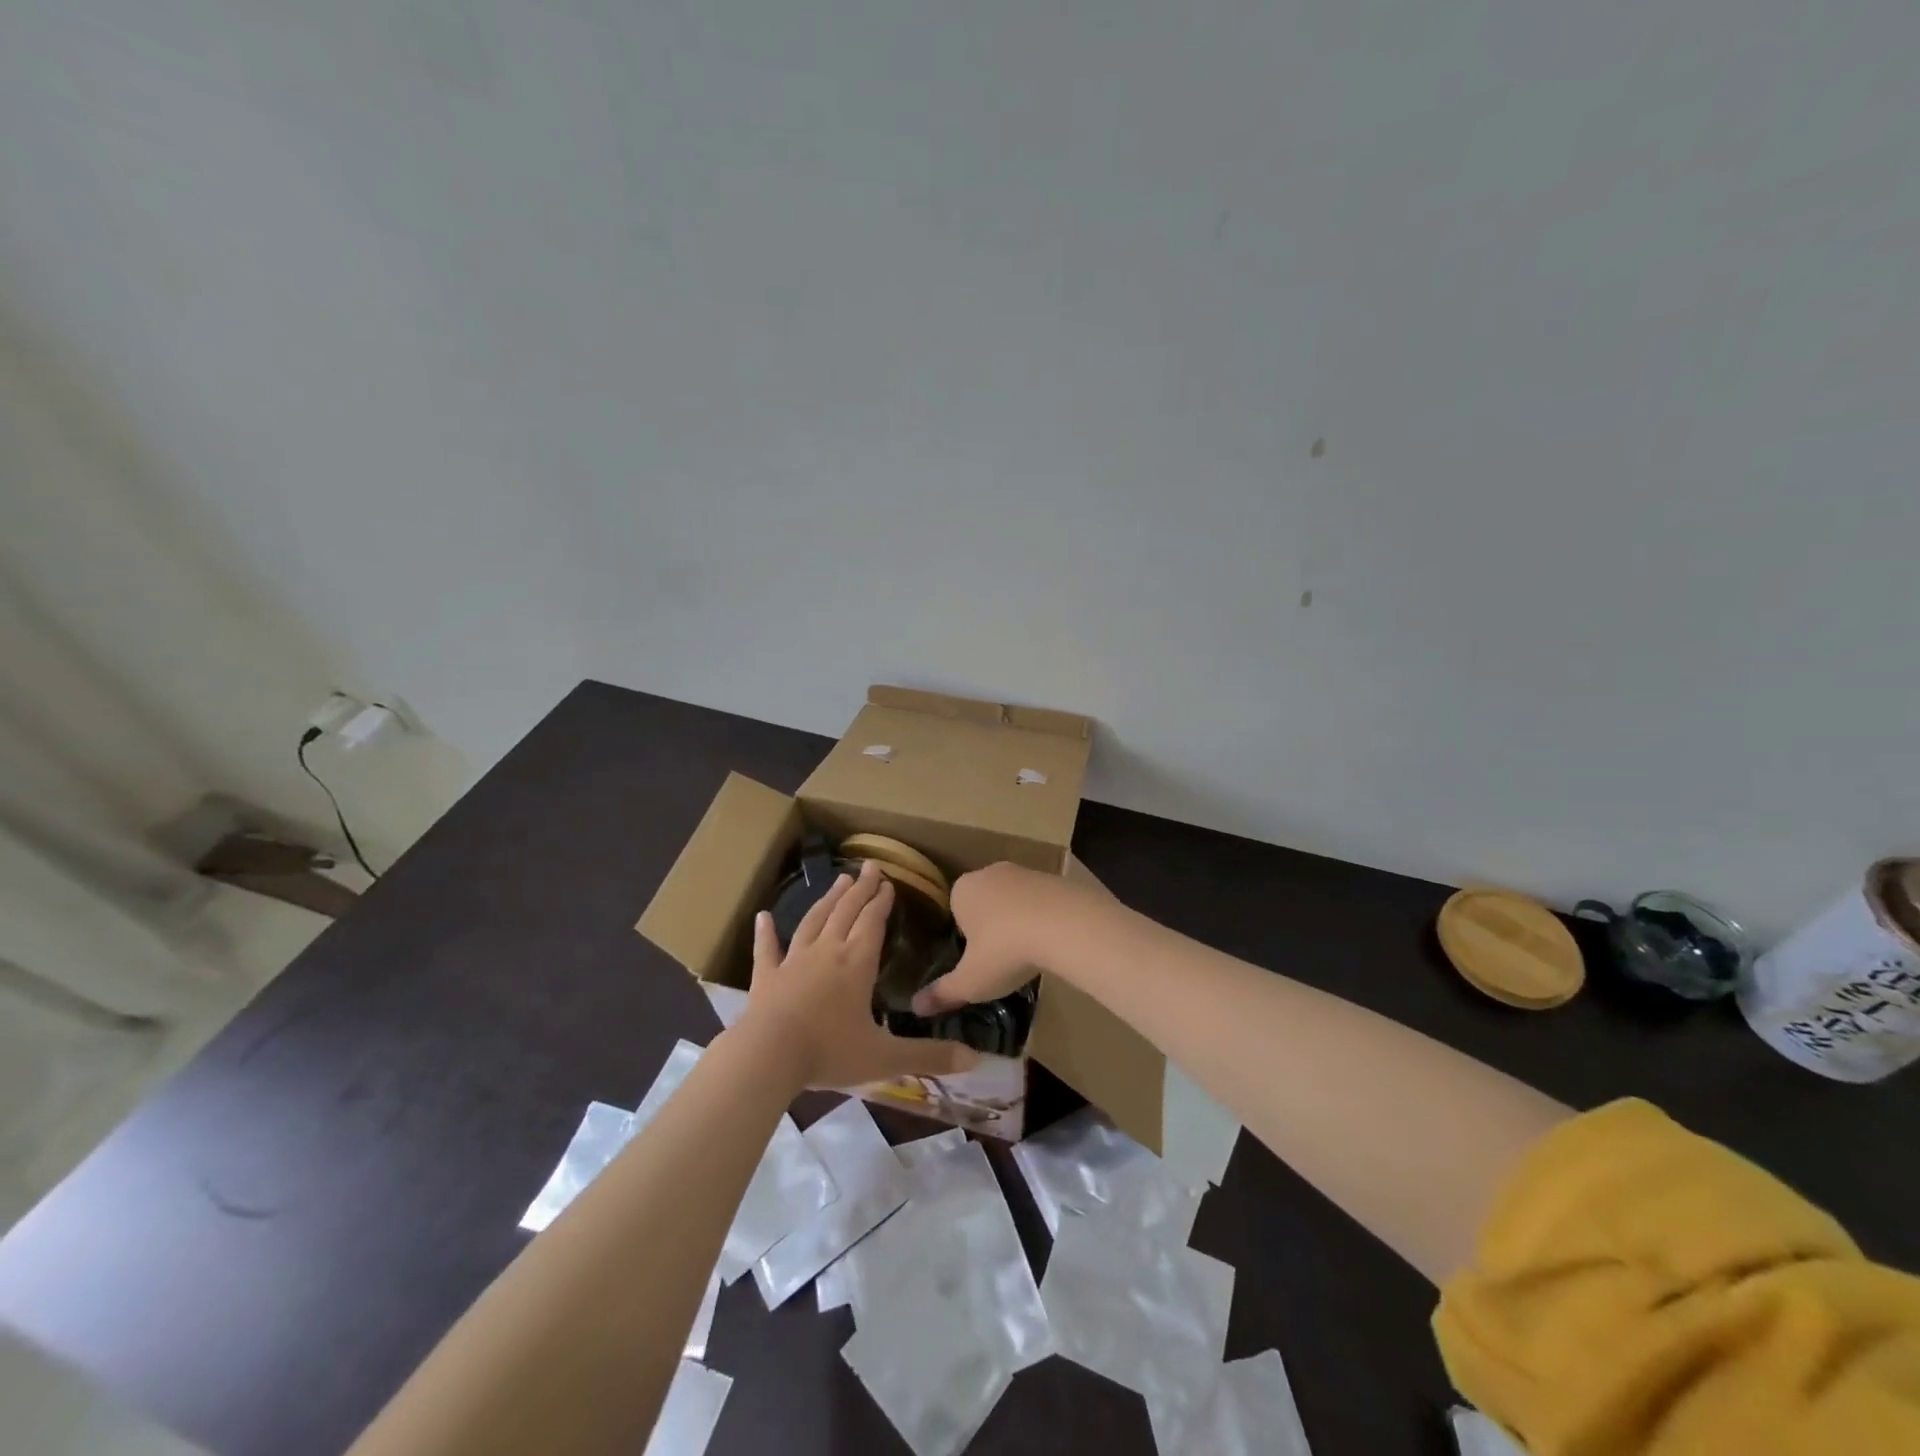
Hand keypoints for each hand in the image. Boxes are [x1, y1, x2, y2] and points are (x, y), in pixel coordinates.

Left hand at [742, 859, 979, 1087]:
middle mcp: (827, 952)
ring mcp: (793, 962)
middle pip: (846, 912)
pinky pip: (767, 950)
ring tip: (838, 880)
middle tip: (869, 867)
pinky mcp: (766, 977)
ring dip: (827, 900)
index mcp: (857, 963)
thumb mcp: (886, 1058)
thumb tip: (975, 1058)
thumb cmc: (829, 1052)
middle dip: (860, 889)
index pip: (873, 922)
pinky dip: (766, 933)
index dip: (882, 901)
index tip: (888, 882)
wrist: (768, 1056)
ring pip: (813, 921)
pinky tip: (763, 918)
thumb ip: (930, 1055)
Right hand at [912, 862, 1074, 1015]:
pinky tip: (1051, 940)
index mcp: (962, 890)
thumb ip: (943, 993)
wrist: (1064, 924)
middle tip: (1001, 958)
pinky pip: (1041, 900)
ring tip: (1028, 952)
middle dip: (991, 926)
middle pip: (984, 902)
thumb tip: (915, 1008)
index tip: (977, 960)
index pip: (955, 911)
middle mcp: (989, 872)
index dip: (965, 937)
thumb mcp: (971, 981)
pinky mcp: (1054, 877)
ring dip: (1018, 920)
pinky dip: (1043, 917)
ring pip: (1014, 899)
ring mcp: (1024, 871)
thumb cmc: (1005, 950)